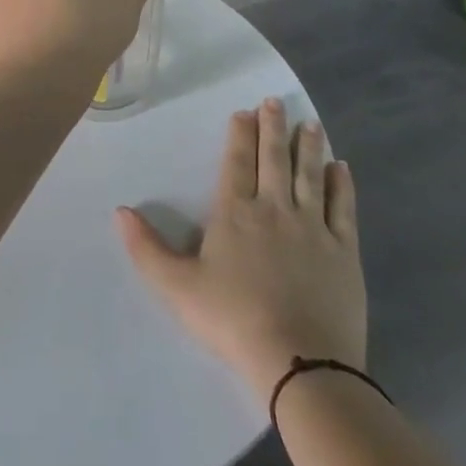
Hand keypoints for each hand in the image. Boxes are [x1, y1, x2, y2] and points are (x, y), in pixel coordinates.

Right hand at [117, 99, 366, 398]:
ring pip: (310, 175)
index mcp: (235, 213)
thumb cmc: (233, 320)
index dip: (240, 135)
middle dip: (273, 128)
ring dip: (308, 147)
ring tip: (309, 123)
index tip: (244, 112)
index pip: (237, 162)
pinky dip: (342, 185)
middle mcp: (274, 209)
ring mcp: (313, 228)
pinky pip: (343, 208)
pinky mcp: (345, 252)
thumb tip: (120, 211)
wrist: (300, 363)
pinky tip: (341, 168)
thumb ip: (146, 248)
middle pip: (274, 159)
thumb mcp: (177, 287)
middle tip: (274, 102)